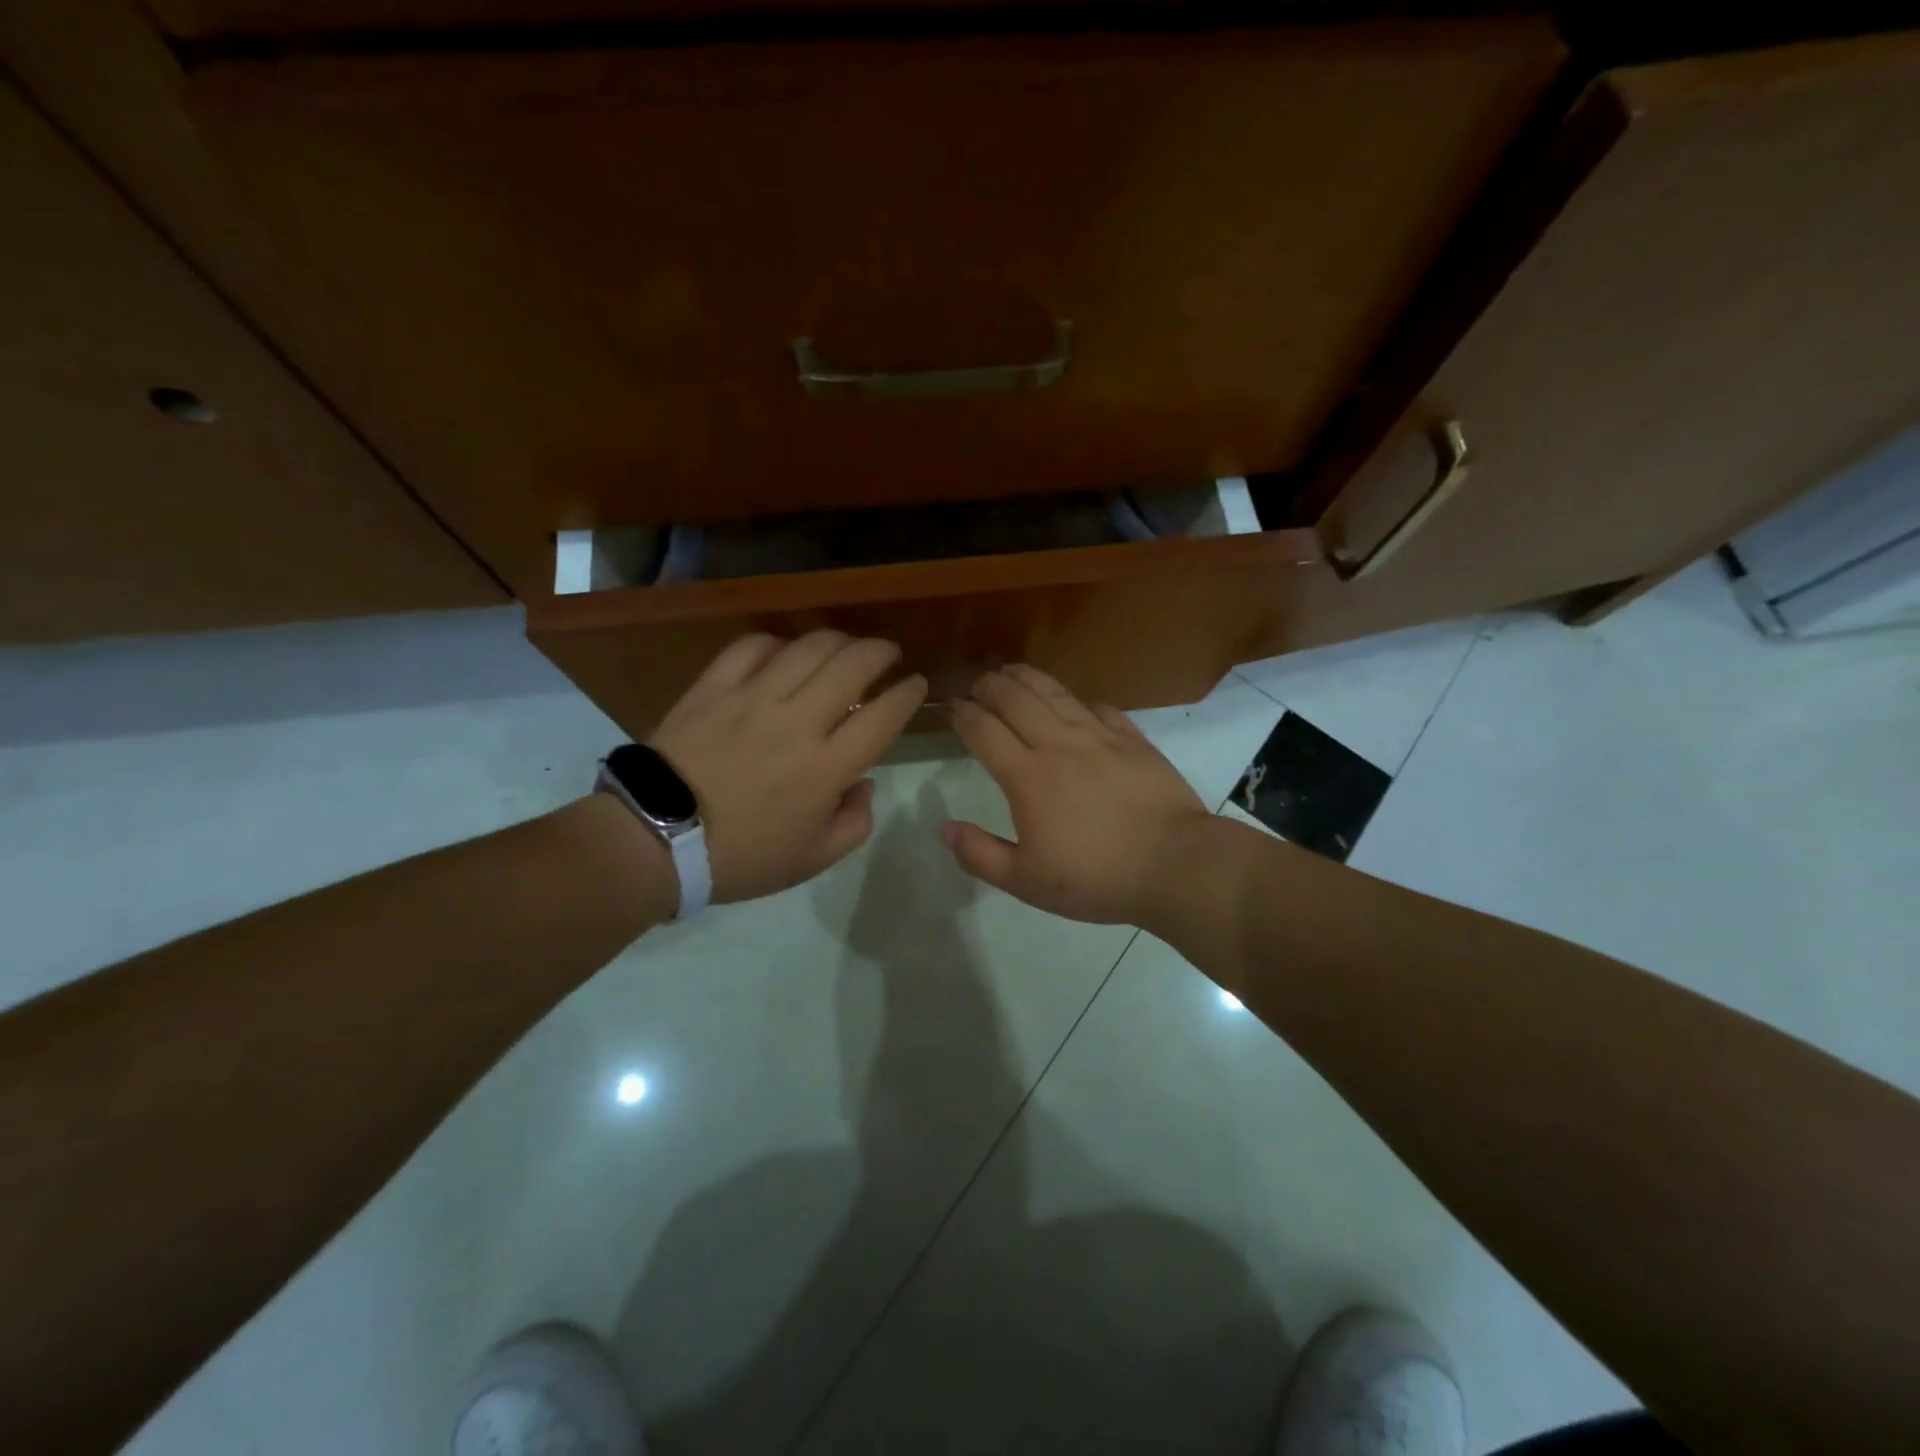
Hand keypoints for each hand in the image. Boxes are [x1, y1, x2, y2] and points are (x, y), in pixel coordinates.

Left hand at [649, 631, 926, 902]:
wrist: (655, 840)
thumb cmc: (740, 858)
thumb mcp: (811, 860)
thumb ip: (853, 824)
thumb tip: (863, 784)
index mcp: (826, 768)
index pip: (883, 716)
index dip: (908, 694)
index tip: (917, 684)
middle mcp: (797, 723)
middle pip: (853, 665)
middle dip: (881, 651)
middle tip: (888, 653)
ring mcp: (753, 699)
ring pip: (808, 647)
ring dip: (838, 640)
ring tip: (845, 647)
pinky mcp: (714, 687)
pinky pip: (752, 647)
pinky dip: (778, 642)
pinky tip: (784, 652)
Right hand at [941, 664, 1210, 923]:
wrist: (1175, 864)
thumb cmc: (1096, 878)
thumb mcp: (1026, 882)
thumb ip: (979, 855)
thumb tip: (944, 827)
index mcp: (1027, 777)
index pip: (984, 730)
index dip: (962, 714)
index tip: (951, 707)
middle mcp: (1059, 745)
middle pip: (1015, 699)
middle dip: (989, 686)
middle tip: (977, 684)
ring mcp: (1099, 737)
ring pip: (1054, 693)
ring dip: (1026, 678)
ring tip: (1011, 671)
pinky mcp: (1132, 739)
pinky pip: (1099, 707)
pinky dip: (1078, 700)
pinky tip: (1074, 702)